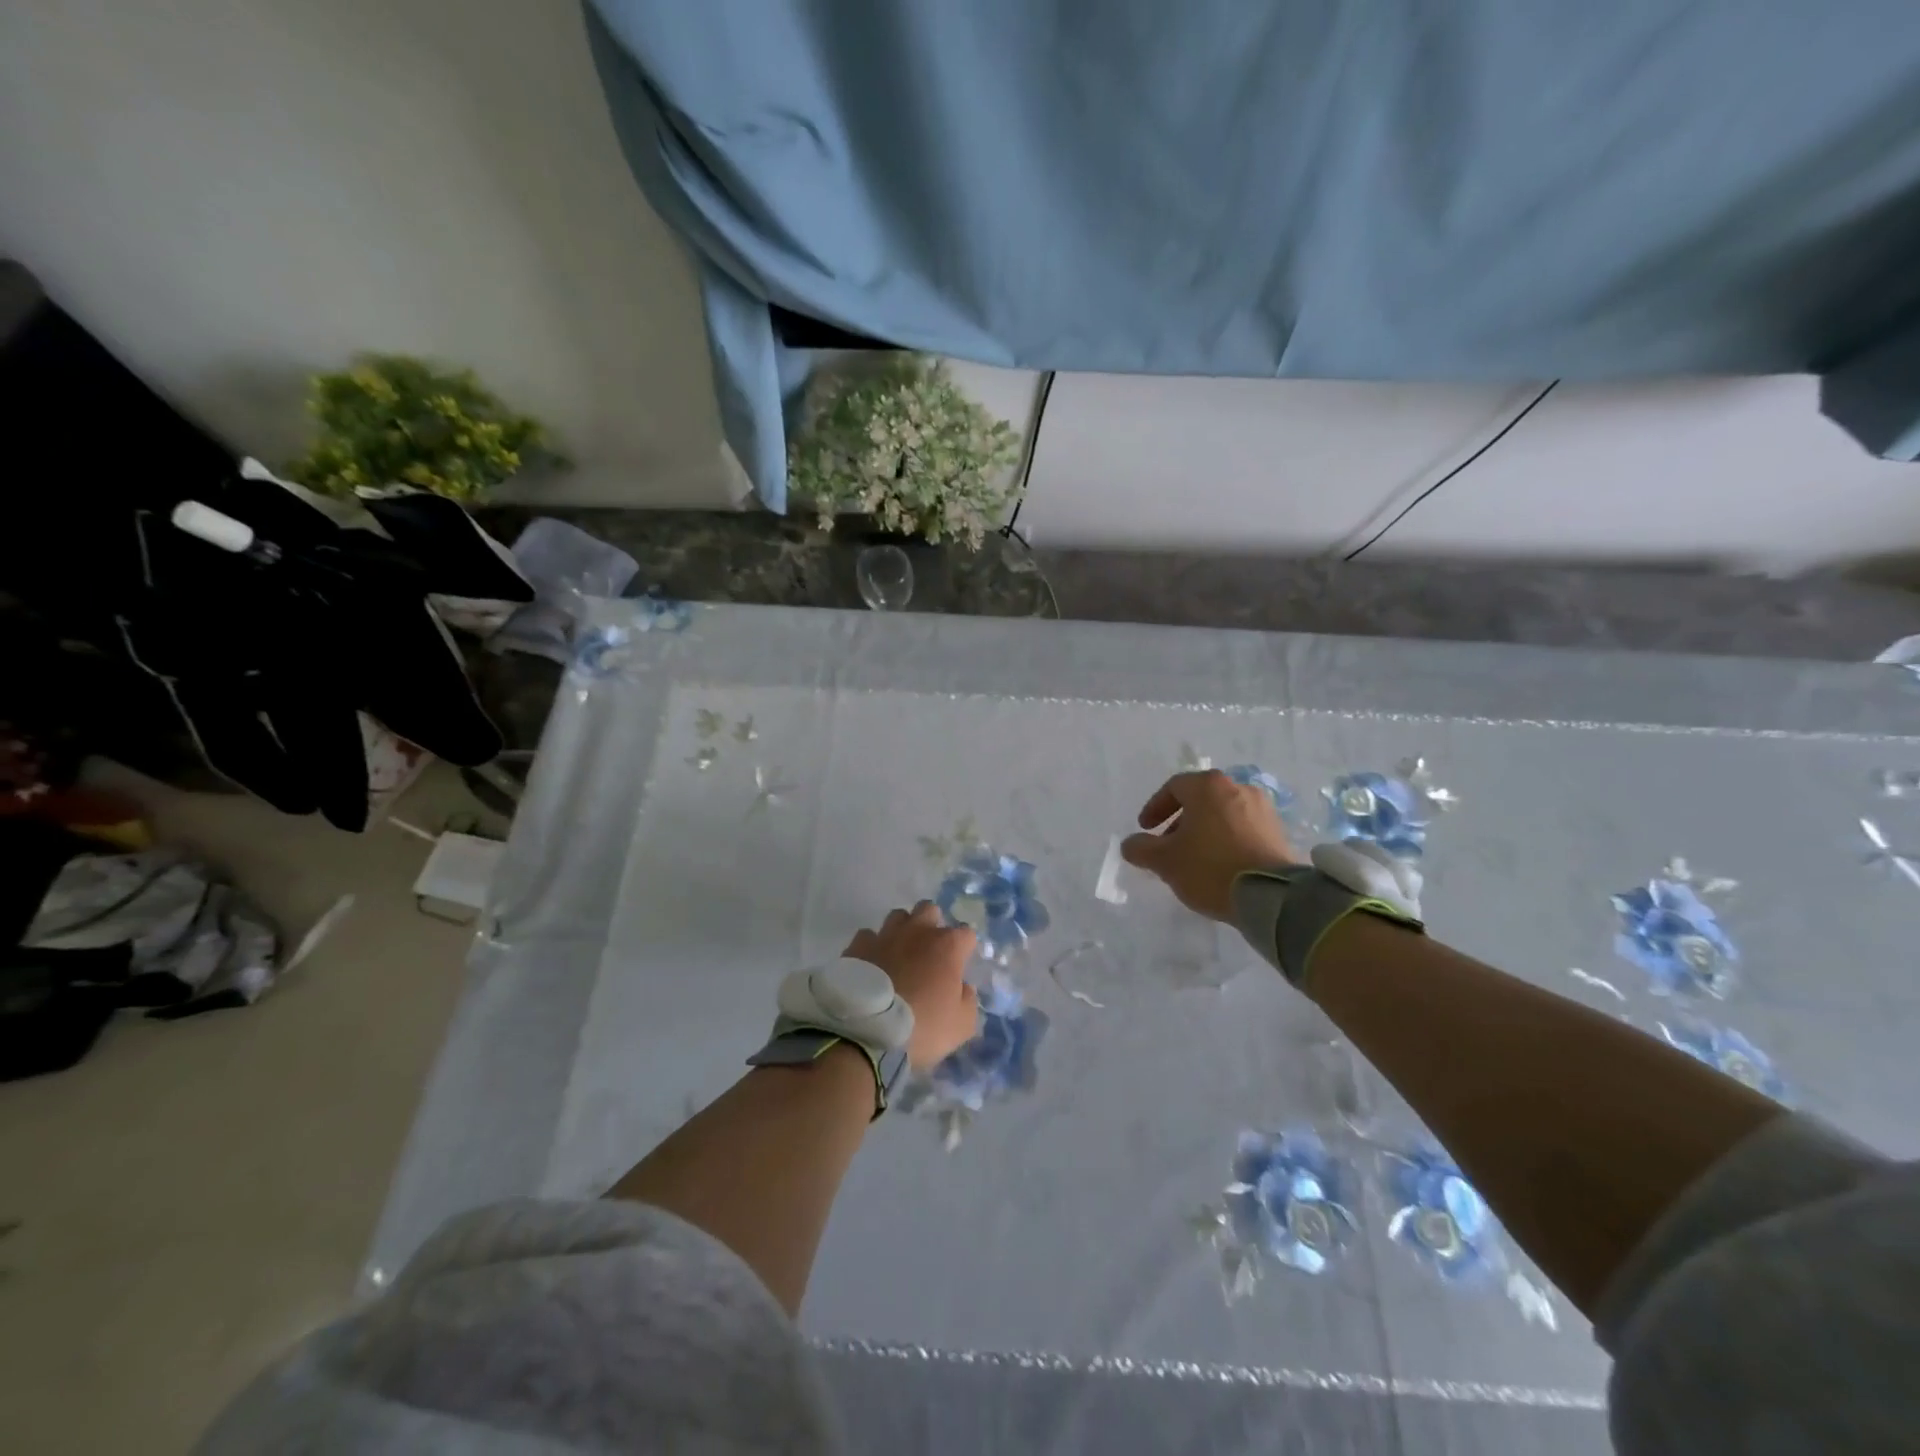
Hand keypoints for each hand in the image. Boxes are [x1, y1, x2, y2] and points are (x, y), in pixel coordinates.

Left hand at [844, 902, 978, 1068]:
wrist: (867, 1032)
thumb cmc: (922, 1028)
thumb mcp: (962, 1026)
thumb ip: (968, 1000)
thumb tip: (963, 987)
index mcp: (947, 946)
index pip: (966, 933)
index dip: (965, 948)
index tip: (960, 965)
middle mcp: (917, 931)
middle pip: (929, 910)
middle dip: (932, 924)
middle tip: (929, 952)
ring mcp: (885, 935)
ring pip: (898, 916)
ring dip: (902, 930)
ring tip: (899, 954)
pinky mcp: (857, 946)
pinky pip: (868, 936)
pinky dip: (872, 946)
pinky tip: (872, 963)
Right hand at [1121, 770, 1300, 920]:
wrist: (1271, 896)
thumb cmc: (1209, 868)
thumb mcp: (1164, 861)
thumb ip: (1141, 849)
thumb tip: (1130, 844)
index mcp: (1208, 786)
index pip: (1173, 787)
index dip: (1155, 808)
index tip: (1145, 829)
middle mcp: (1238, 788)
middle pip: (1200, 799)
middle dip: (1180, 821)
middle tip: (1168, 846)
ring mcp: (1263, 809)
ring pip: (1223, 814)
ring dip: (1204, 831)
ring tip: (1194, 859)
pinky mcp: (1279, 832)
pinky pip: (1244, 829)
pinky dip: (1227, 840)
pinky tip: (1220, 866)